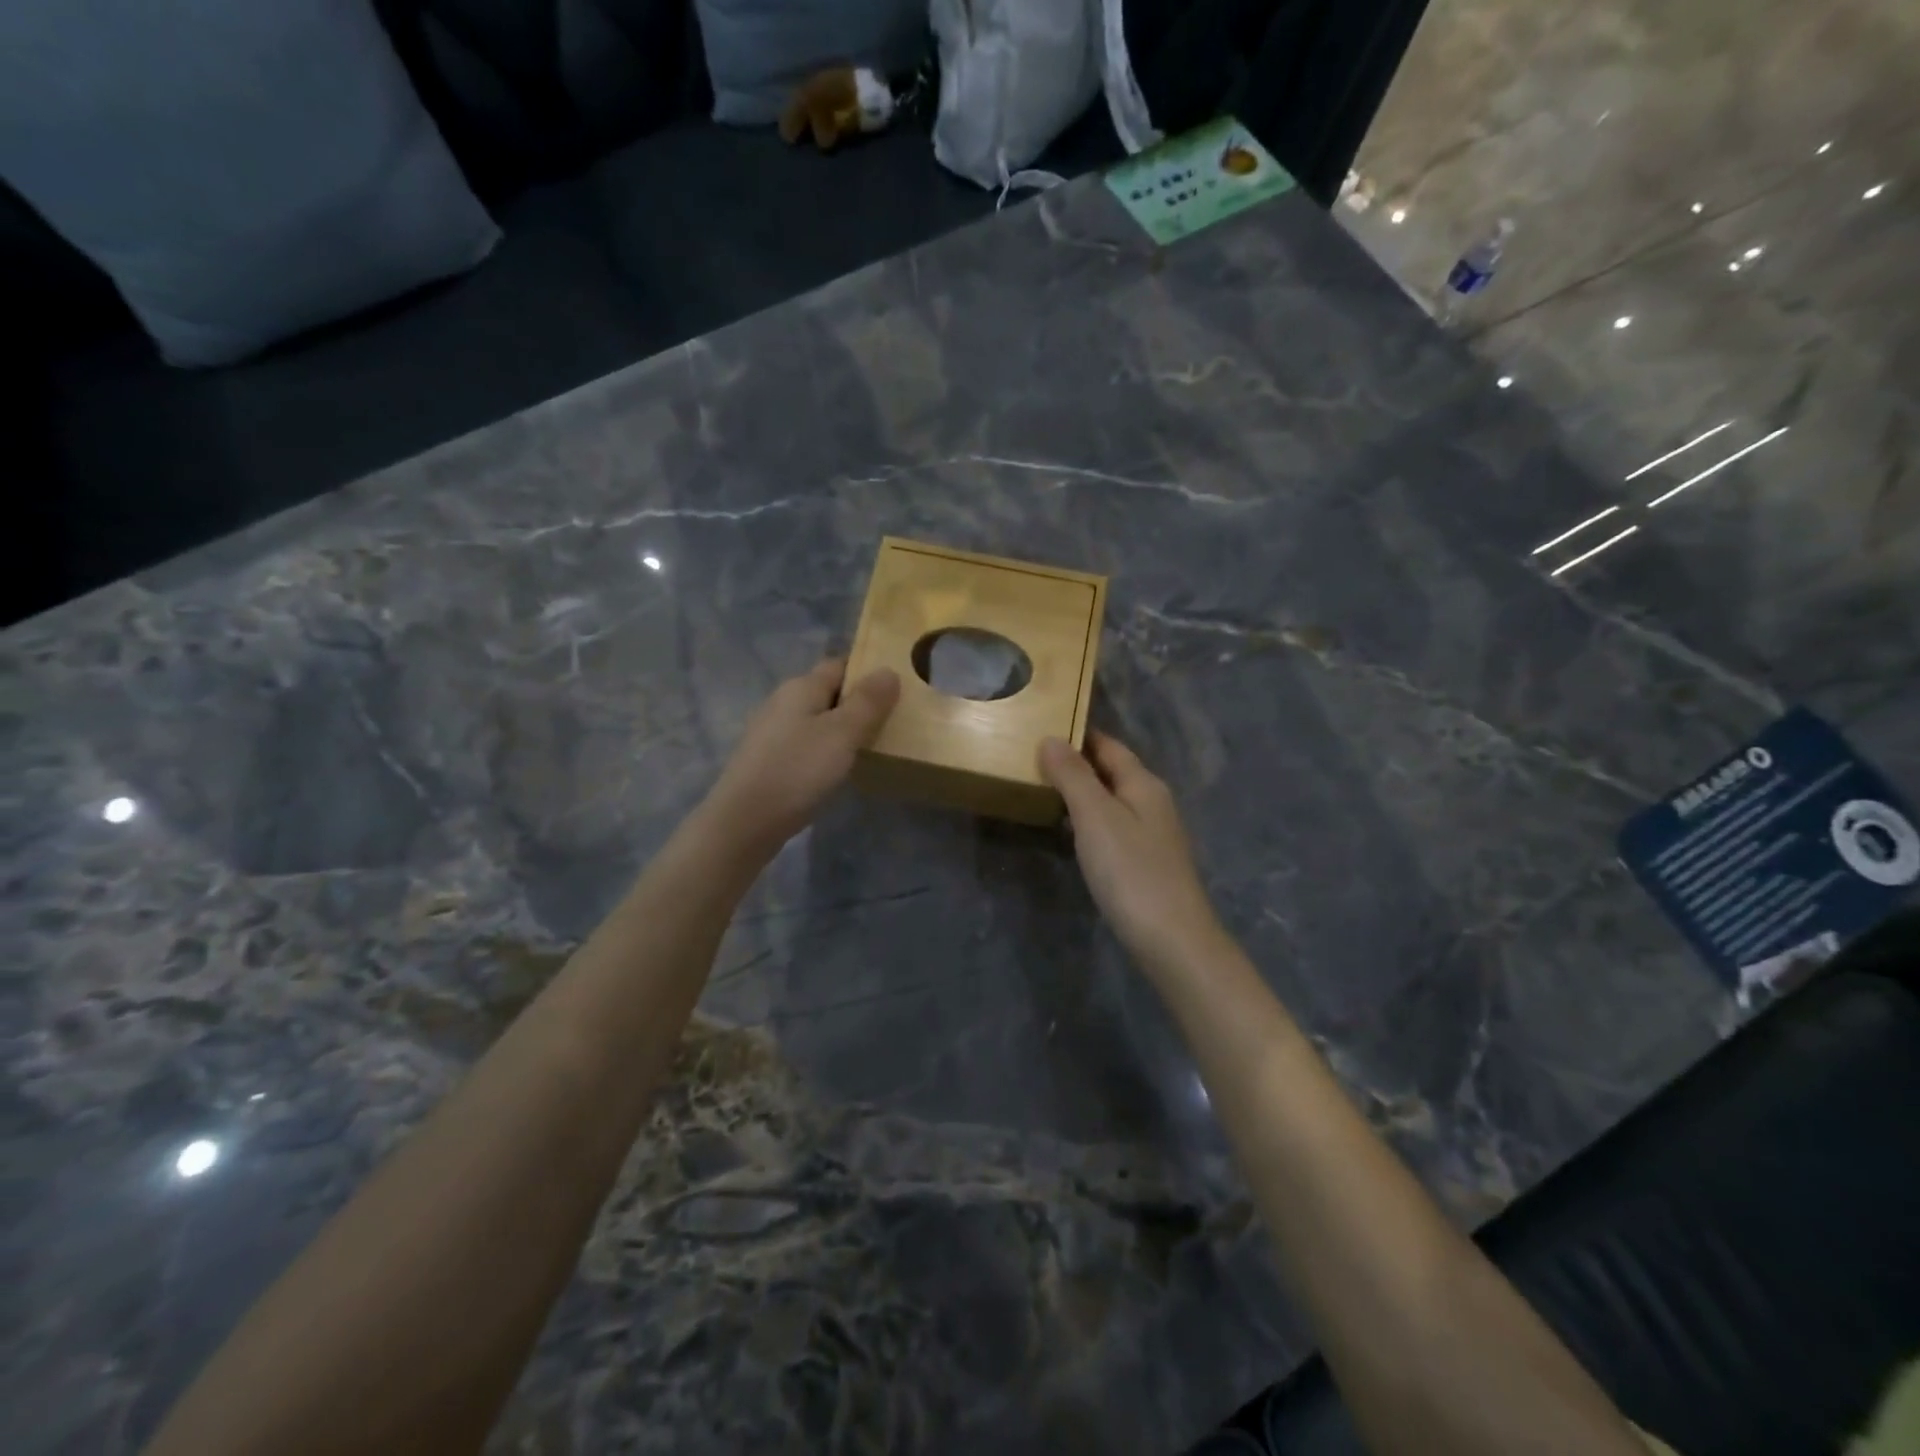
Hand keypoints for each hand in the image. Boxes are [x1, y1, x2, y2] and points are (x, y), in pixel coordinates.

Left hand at [707, 659, 899, 853]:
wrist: (744, 822)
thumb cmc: (798, 770)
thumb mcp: (842, 733)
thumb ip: (868, 702)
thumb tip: (888, 670)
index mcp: (801, 687)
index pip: (840, 665)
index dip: (867, 671)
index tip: (898, 686)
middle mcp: (783, 701)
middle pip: (827, 692)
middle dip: (857, 702)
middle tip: (893, 719)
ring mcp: (772, 732)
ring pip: (816, 720)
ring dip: (842, 729)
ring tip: (872, 746)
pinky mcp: (768, 760)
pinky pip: (805, 744)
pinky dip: (825, 750)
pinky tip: (838, 769)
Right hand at [1040, 731, 1225, 972]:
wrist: (1172, 940)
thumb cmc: (1131, 871)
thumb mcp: (1096, 817)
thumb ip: (1073, 776)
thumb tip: (1051, 738)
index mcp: (1144, 784)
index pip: (1109, 746)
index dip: (1079, 735)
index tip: (1044, 727)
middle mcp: (1153, 802)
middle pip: (1113, 771)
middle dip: (1078, 763)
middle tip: (1034, 758)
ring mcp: (1153, 835)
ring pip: (1113, 801)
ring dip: (1083, 792)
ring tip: (1045, 790)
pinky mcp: (1147, 863)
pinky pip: (1114, 827)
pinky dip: (1091, 820)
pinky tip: (1073, 833)